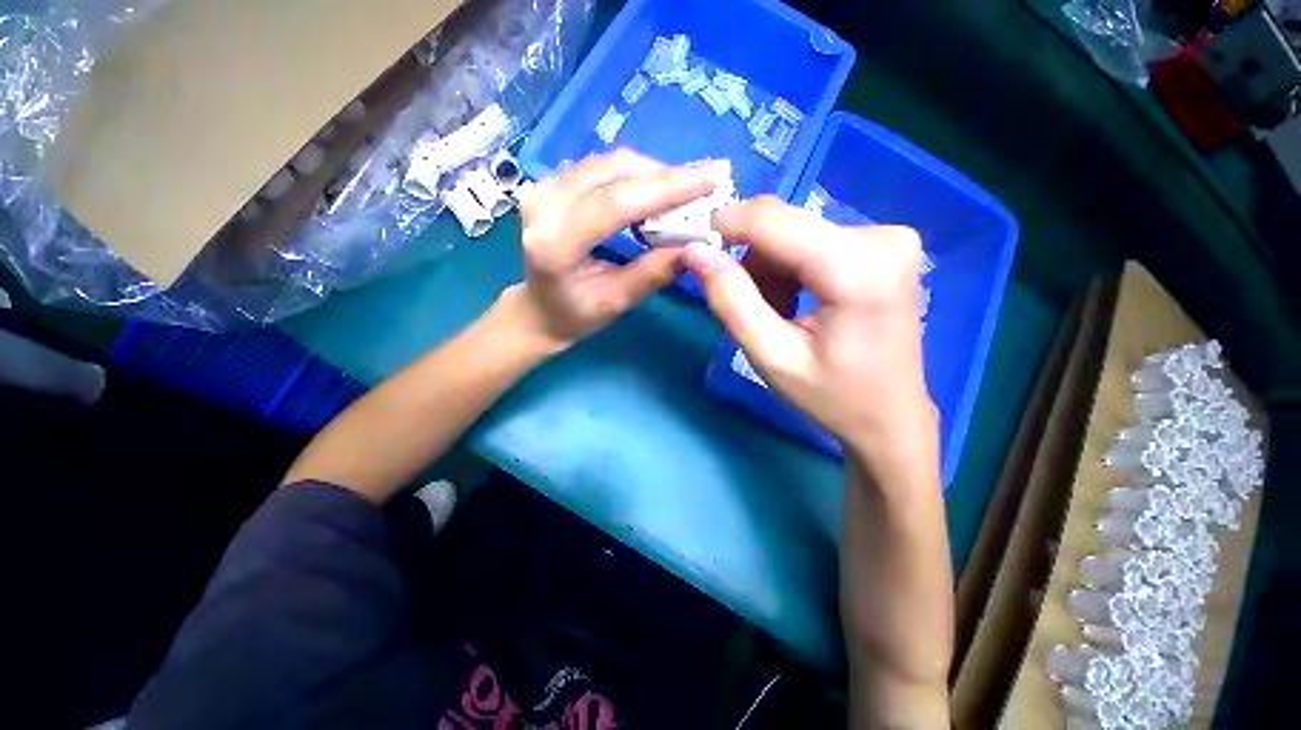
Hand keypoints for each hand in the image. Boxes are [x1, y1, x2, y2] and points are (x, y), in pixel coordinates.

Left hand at [513, 150, 724, 346]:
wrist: (538, 309)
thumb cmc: (575, 315)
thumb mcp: (617, 302)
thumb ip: (654, 273)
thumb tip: (698, 245)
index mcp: (555, 243)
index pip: (616, 203)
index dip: (667, 187)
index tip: (713, 177)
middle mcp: (543, 205)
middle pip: (614, 173)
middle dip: (667, 176)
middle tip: (708, 182)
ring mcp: (542, 188)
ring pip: (610, 163)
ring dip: (653, 173)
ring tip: (687, 190)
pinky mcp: (550, 183)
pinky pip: (601, 167)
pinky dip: (635, 176)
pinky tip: (657, 190)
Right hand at [683, 196, 934, 466]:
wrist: (890, 416)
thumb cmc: (832, 396)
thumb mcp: (771, 356)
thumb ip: (731, 300)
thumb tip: (695, 252)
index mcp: (857, 268)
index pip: (772, 220)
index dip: (725, 226)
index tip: (693, 248)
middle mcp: (881, 238)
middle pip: (783, 224)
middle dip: (749, 260)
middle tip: (738, 304)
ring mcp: (888, 238)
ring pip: (794, 233)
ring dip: (769, 269)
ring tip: (772, 314)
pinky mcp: (884, 245)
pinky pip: (813, 241)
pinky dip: (790, 269)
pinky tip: (794, 303)